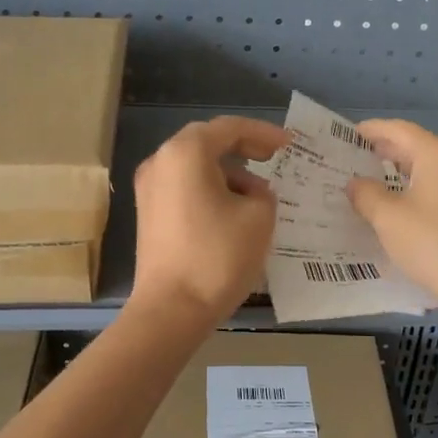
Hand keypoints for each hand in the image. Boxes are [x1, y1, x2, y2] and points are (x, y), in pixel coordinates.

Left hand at [131, 115, 292, 325]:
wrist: (172, 309)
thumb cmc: (218, 256)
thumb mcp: (259, 217)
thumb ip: (262, 192)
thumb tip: (248, 191)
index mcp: (186, 153)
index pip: (230, 128)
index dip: (263, 133)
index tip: (289, 144)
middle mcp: (160, 161)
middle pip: (206, 141)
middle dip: (242, 147)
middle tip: (272, 157)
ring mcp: (149, 188)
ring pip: (193, 165)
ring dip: (226, 170)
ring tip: (256, 191)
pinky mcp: (148, 213)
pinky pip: (183, 186)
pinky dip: (209, 188)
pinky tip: (231, 209)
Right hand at [346, 119, 437, 310]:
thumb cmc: (433, 242)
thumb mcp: (387, 218)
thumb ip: (366, 194)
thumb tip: (356, 183)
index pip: (399, 130)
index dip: (372, 130)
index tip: (351, 135)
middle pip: (420, 148)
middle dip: (390, 152)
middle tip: (360, 159)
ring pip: (436, 171)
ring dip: (409, 173)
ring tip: (383, 184)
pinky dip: (427, 193)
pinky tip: (414, 210)